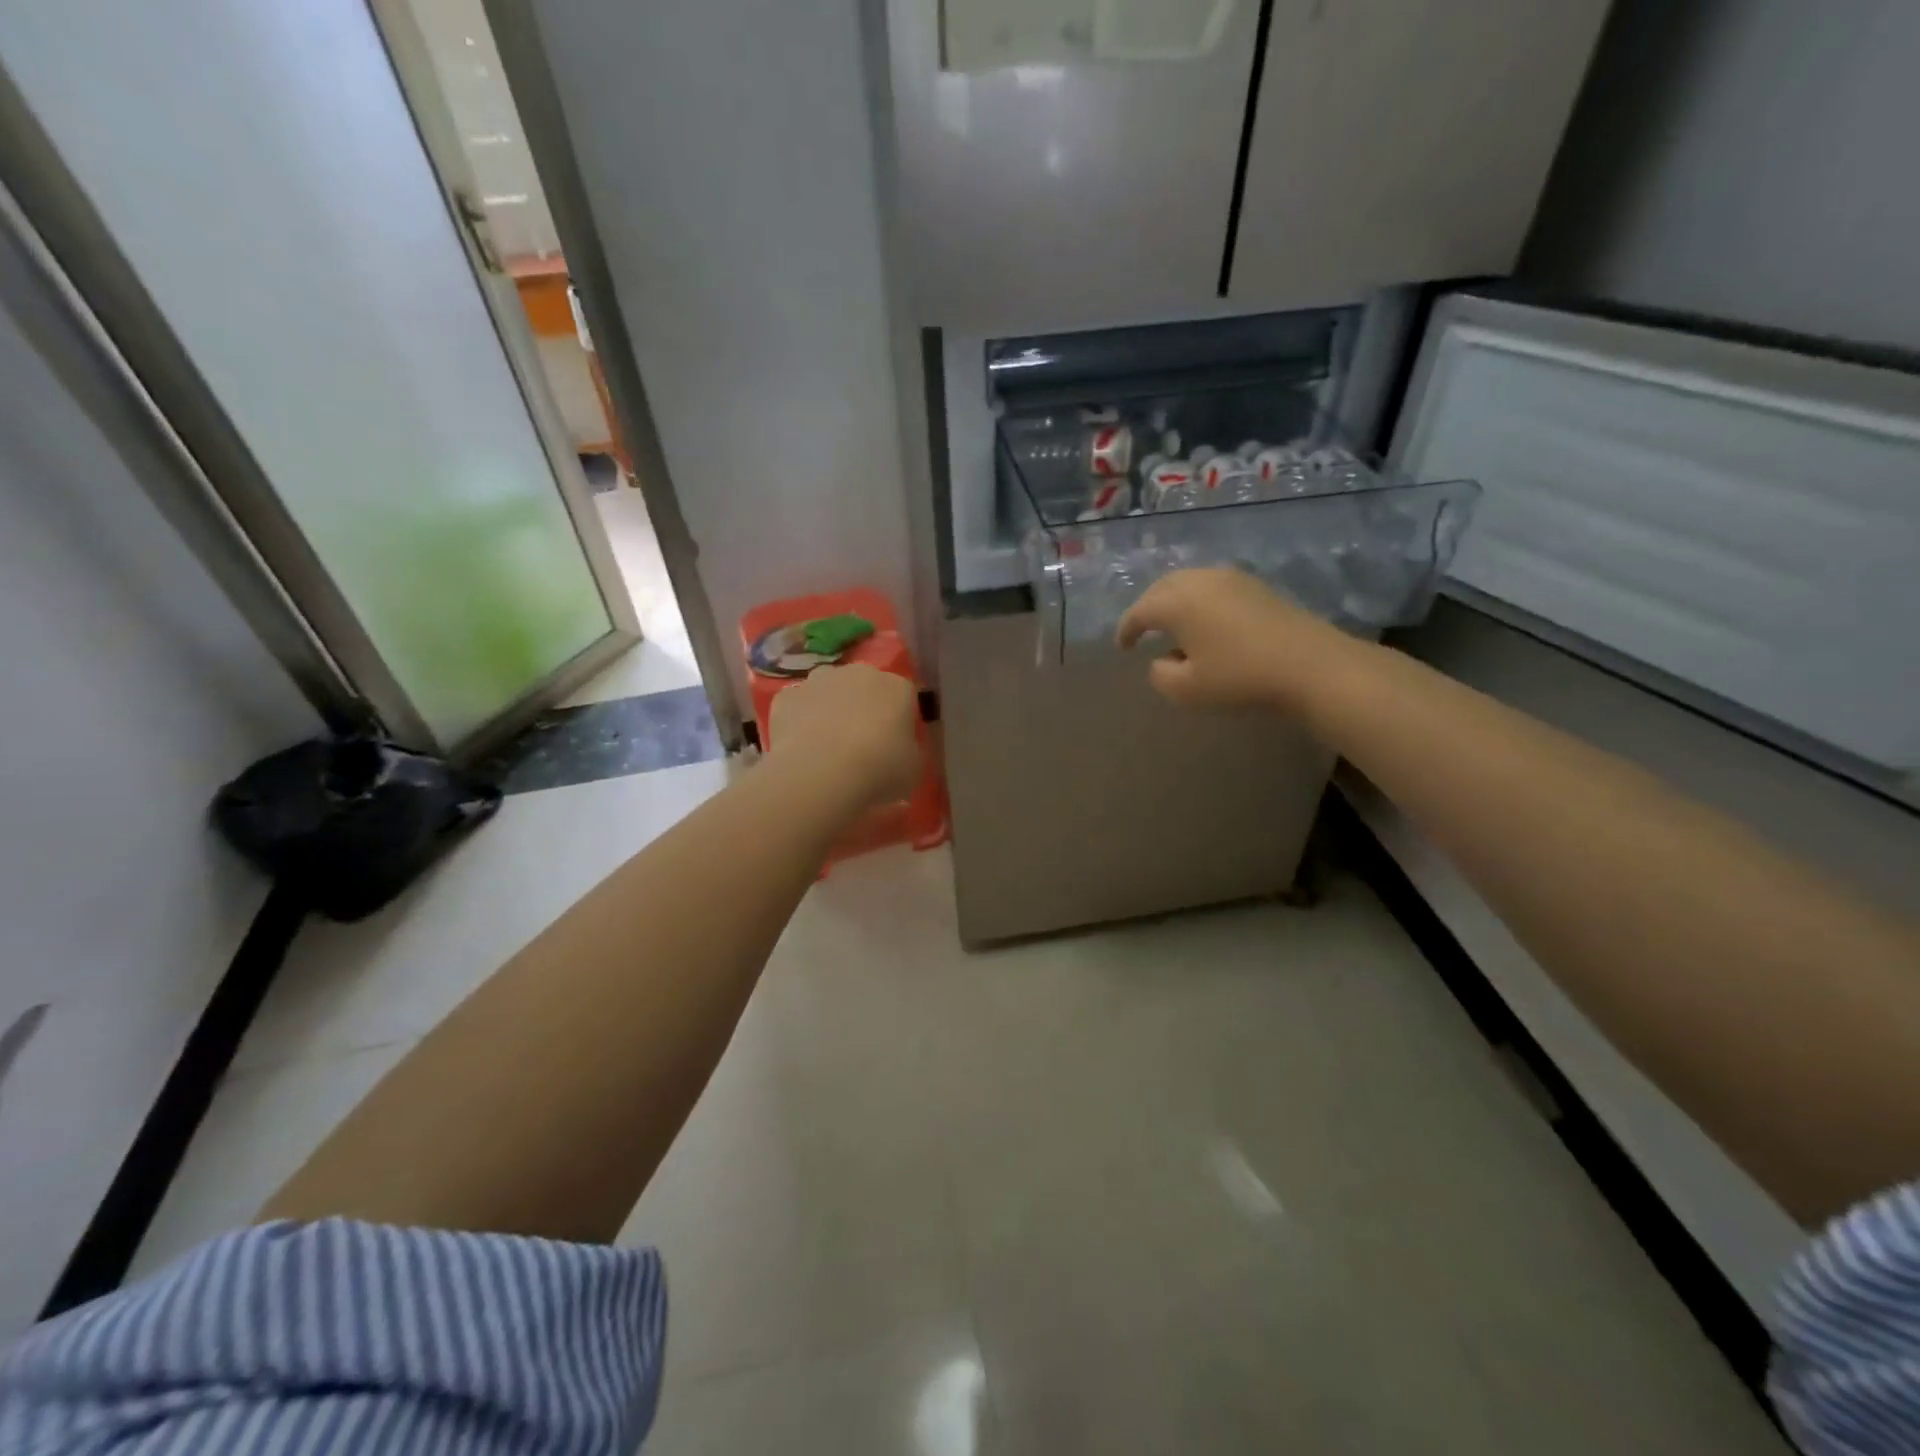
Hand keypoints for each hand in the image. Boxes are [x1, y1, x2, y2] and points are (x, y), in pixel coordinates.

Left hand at [769, 664, 921, 808]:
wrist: (820, 774)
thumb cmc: (879, 771)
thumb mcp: (912, 770)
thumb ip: (908, 751)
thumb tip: (899, 751)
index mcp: (897, 687)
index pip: (904, 696)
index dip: (899, 720)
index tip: (895, 744)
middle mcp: (859, 673)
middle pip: (864, 686)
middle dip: (863, 708)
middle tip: (861, 744)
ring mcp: (818, 681)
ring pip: (828, 691)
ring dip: (829, 709)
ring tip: (827, 746)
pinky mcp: (786, 696)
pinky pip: (798, 706)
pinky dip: (799, 721)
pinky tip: (800, 748)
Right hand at [1116, 566, 1361, 712]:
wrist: (1309, 665)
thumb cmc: (1240, 678)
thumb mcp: (1187, 690)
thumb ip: (1161, 675)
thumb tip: (1163, 661)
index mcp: (1176, 602)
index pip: (1139, 612)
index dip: (1126, 630)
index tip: (1122, 648)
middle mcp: (1199, 580)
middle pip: (1162, 589)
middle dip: (1148, 608)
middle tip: (1143, 630)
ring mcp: (1231, 579)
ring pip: (1189, 583)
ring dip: (1175, 602)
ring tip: (1174, 627)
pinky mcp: (1255, 586)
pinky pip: (1212, 588)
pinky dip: (1199, 602)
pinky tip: (1207, 624)